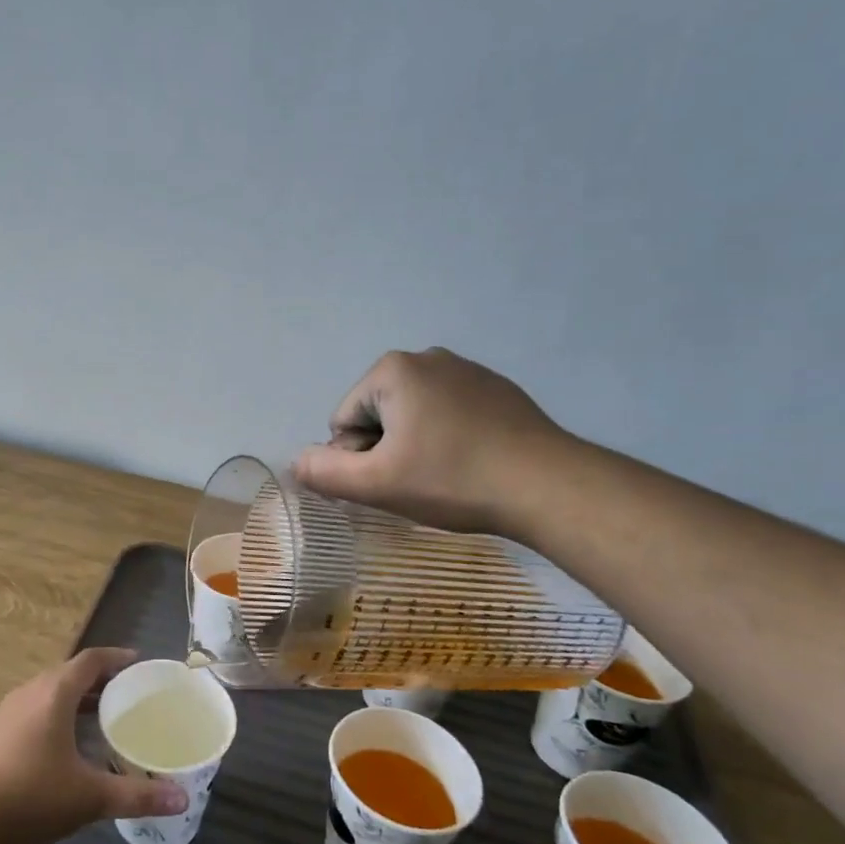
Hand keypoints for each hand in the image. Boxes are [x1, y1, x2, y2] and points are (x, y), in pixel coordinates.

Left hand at [0, 648, 187, 843]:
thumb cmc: (30, 796)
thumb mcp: (89, 797)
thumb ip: (136, 795)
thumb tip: (182, 799)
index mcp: (53, 693)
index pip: (90, 660)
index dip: (117, 658)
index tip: (139, 663)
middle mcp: (30, 692)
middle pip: (70, 673)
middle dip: (101, 679)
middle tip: (130, 693)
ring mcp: (9, 711)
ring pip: (51, 692)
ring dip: (78, 698)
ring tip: (105, 717)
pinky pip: (37, 708)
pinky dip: (60, 713)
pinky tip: (69, 743)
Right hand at [292, 349, 567, 534]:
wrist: (549, 486)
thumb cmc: (452, 479)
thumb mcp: (376, 483)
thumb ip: (325, 472)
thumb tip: (295, 462)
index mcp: (392, 370)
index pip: (344, 421)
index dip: (358, 458)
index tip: (393, 479)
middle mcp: (427, 357)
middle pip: (376, 414)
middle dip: (386, 448)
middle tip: (418, 479)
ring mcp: (467, 369)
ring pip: (412, 415)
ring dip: (415, 444)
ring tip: (447, 474)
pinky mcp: (497, 388)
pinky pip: (448, 413)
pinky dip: (448, 437)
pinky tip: (472, 463)